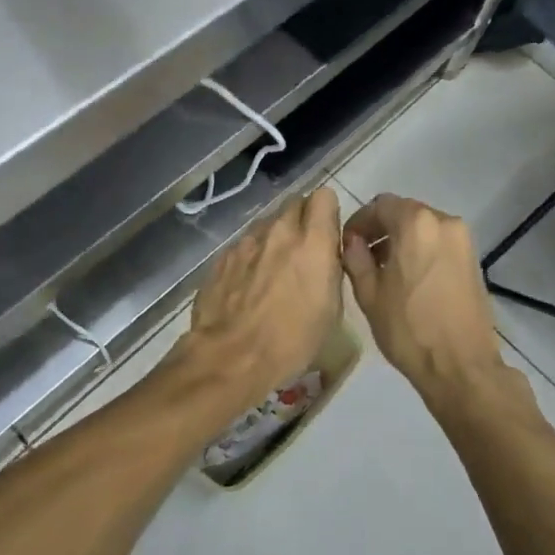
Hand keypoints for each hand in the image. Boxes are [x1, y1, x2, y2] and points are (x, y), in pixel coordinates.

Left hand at [160, 188, 343, 418]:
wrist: (230, 357)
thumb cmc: (291, 341)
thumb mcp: (331, 310)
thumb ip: (329, 269)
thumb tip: (325, 256)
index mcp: (313, 243)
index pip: (324, 196)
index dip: (327, 213)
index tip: (327, 234)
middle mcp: (280, 231)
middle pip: (295, 204)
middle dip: (302, 221)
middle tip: (304, 251)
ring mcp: (247, 241)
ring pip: (268, 224)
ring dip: (276, 239)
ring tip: (274, 271)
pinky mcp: (223, 256)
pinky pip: (245, 245)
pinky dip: (251, 257)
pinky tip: (248, 286)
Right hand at [341, 194, 504, 404]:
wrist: (462, 367)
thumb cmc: (409, 329)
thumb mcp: (369, 293)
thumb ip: (356, 258)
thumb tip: (353, 241)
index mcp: (415, 223)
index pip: (379, 205)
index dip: (359, 221)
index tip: (347, 244)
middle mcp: (443, 221)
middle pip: (404, 212)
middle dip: (381, 229)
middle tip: (363, 256)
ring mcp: (463, 239)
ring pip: (423, 226)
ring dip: (402, 239)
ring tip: (386, 270)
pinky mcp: (474, 259)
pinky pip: (439, 242)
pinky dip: (421, 249)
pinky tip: (410, 278)